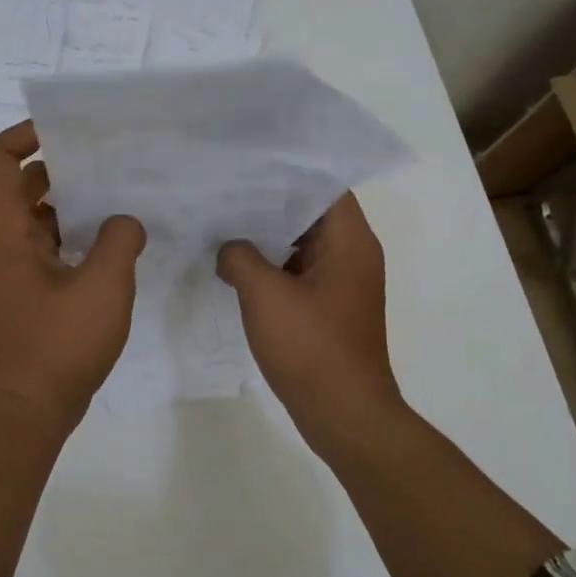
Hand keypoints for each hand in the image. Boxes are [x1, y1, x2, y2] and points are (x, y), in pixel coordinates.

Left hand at [0, 121, 146, 431]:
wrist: (27, 413)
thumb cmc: (58, 346)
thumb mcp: (103, 287)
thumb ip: (119, 240)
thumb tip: (123, 222)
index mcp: (4, 230)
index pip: (0, 157)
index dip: (28, 133)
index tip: (72, 132)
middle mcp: (0, 242)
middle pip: (24, 183)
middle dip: (65, 166)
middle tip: (112, 160)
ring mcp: (11, 269)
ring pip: (38, 217)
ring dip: (74, 204)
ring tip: (122, 196)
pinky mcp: (26, 292)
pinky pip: (47, 246)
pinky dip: (74, 236)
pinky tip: (115, 243)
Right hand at [217, 193, 404, 451]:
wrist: (344, 414)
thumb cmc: (311, 348)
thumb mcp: (265, 295)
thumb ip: (241, 258)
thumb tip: (229, 247)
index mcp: (350, 241)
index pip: (324, 184)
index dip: (289, 168)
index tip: (250, 161)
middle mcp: (352, 254)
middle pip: (311, 211)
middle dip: (269, 200)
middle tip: (225, 187)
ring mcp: (341, 282)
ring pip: (302, 243)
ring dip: (267, 235)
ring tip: (223, 220)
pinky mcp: (329, 307)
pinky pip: (299, 271)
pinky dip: (271, 264)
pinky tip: (234, 263)